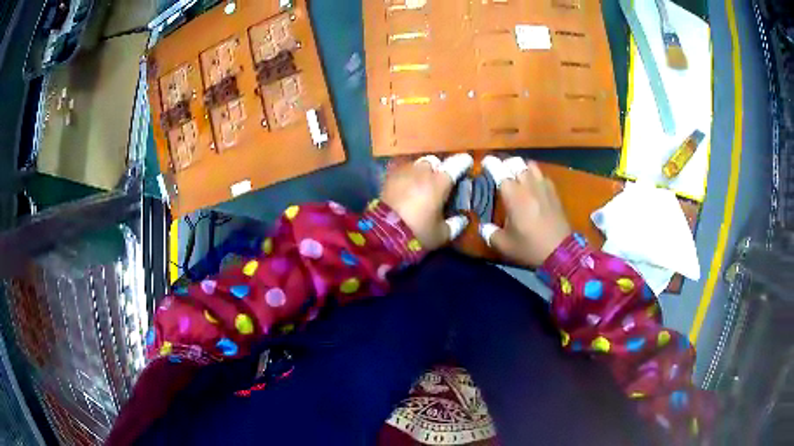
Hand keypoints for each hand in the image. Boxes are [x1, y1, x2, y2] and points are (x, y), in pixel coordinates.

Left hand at [381, 154, 472, 250]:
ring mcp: (404, 173)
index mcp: (440, 182)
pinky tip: (406, 186)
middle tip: (440, 180)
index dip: (463, 162)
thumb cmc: (418, 232)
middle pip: (434, 161)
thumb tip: (463, 219)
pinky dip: (407, 176)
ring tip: (421, 183)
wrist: (384, 233)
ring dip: (421, 171)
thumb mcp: (442, 234)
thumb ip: (455, 225)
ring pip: (416, 164)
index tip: (467, 162)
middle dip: (438, 168)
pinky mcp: (388, 178)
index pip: (456, 165)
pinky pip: (401, 171)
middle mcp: (423, 172)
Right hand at [480, 157, 571, 266]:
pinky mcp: (554, 193)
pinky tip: (534, 187)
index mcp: (513, 194)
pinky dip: (536, 177)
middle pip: (515, 162)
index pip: (499, 169)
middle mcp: (528, 185)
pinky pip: (543, 176)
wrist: (560, 252)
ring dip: (522, 168)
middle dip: (506, 165)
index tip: (485, 164)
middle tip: (501, 173)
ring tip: (518, 177)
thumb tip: (484, 227)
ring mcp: (543, 187)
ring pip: (530, 165)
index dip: (490, 164)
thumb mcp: (504, 245)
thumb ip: (490, 234)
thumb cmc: (529, 247)